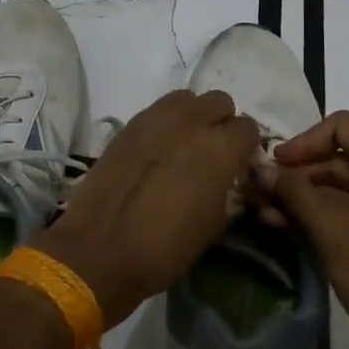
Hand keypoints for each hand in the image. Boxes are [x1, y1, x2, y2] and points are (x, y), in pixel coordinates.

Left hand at [35, 90, 260, 329]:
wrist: (100, 249)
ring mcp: (156, 117)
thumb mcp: (214, 224)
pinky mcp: (129, 124)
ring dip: (194, 116)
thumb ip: (227, 188)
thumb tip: (227, 177)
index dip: (246, 147)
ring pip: (188, 99)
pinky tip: (158, 151)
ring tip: (185, 145)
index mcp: (219, 148)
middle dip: (222, 123)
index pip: (248, 128)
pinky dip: (166, 123)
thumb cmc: (166, 247)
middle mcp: (191, 121)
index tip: (239, 165)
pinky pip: (159, 110)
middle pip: (220, 102)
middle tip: (214, 152)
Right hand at [262, 111, 348, 348]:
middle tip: (262, 191)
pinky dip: (326, 212)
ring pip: (346, 184)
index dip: (304, 141)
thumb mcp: (328, 226)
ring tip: (265, 212)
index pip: (342, 126)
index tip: (275, 164)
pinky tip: (288, 225)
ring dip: (306, 196)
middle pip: (342, 155)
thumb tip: (260, 170)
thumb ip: (292, 191)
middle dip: (299, 174)